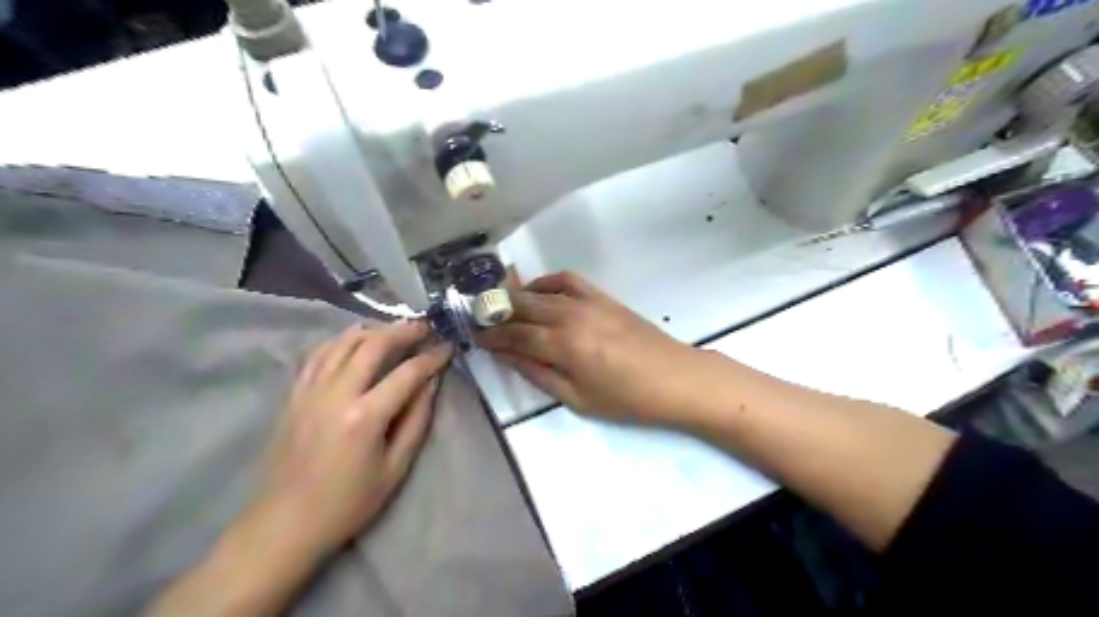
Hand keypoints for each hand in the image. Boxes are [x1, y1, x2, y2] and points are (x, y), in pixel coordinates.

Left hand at [259, 322, 450, 558]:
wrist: (285, 523)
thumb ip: (416, 420)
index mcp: (365, 417)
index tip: (448, 348)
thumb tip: (431, 383)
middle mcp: (336, 394)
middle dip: (403, 331)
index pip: (407, 373)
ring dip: (373, 330)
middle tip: (424, 327)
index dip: (432, 357)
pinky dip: (340, 341)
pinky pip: (318, 355)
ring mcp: (310, 391)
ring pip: (342, 343)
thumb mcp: (395, 468)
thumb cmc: (348, 503)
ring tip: (394, 329)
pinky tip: (355, 341)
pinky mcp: (294, 395)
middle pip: (373, 345)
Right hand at [476, 272, 716, 426]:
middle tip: (480, 319)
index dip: (491, 336)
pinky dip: (547, 282)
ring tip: (503, 307)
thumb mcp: (578, 399)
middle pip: (522, 307)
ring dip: (517, 296)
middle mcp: (570, 315)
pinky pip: (568, 280)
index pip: (515, 335)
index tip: (473, 336)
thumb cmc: (627, 399)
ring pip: (541, 291)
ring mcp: (588, 302)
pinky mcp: (602, 297)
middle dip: (496, 312)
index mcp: (563, 345)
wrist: (675, 378)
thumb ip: (539, 375)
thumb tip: (508, 357)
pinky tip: (538, 291)